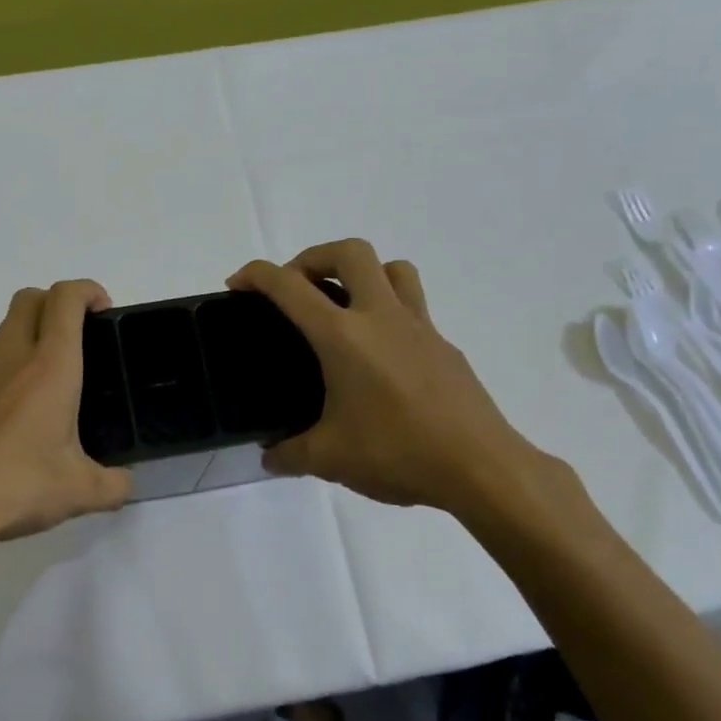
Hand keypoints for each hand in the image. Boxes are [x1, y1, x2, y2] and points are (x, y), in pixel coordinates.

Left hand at [0, 279, 130, 563]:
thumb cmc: (15, 484)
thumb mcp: (78, 491)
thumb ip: (113, 485)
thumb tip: (125, 483)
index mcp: (49, 364)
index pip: (66, 298)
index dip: (88, 290)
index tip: (104, 311)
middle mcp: (10, 354)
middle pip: (30, 298)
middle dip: (58, 303)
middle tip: (80, 341)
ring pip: (6, 328)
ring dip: (31, 335)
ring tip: (51, 385)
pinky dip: (8, 367)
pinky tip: (16, 415)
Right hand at [229, 239, 554, 518]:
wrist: (482, 468)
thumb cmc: (398, 453)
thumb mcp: (330, 458)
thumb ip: (290, 453)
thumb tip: (270, 456)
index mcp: (343, 336)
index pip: (289, 286)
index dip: (256, 275)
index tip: (238, 283)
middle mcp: (381, 317)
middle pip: (349, 252)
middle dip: (313, 256)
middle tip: (297, 288)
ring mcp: (420, 327)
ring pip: (392, 268)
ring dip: (361, 273)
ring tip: (343, 306)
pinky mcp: (445, 346)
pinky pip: (414, 307)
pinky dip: (388, 312)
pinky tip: (380, 357)